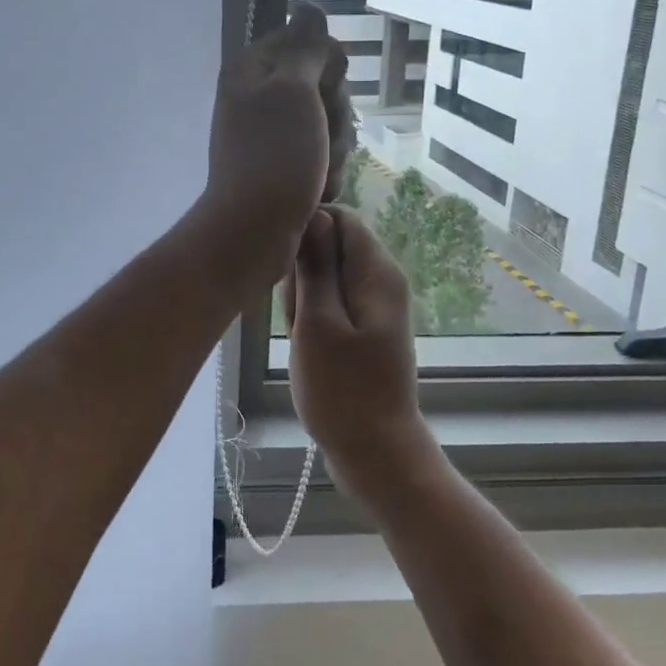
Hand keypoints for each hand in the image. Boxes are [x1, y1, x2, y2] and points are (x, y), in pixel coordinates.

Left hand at [200, 3, 353, 283]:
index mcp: (253, 71)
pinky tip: (317, 190)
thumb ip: (305, 48)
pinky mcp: (285, 168)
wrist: (255, 232)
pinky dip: (326, 173)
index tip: (326, 85)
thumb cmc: (274, 156)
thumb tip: (309, 8)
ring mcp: (273, 137)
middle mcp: (260, 99)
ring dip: (334, 148)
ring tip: (318, 170)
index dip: (325, 63)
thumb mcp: (292, 91)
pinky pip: (322, 157)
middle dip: (335, 113)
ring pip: (329, 124)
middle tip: (321, 134)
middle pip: (322, 85)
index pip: (304, 41)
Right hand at [280, 206, 427, 463]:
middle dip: (303, 273)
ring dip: (304, 299)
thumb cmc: (342, 389)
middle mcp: (380, 279)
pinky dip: (312, 318)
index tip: (286, 266)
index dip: (306, 231)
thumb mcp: (318, 323)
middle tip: (299, 316)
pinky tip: (307, 345)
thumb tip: (313, 214)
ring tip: (303, 335)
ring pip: (323, 277)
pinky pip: (329, 303)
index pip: (339, 216)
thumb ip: (316, 266)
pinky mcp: (362, 326)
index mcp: (376, 271)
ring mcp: (372, 304)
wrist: (374, 451)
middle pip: (330, 246)